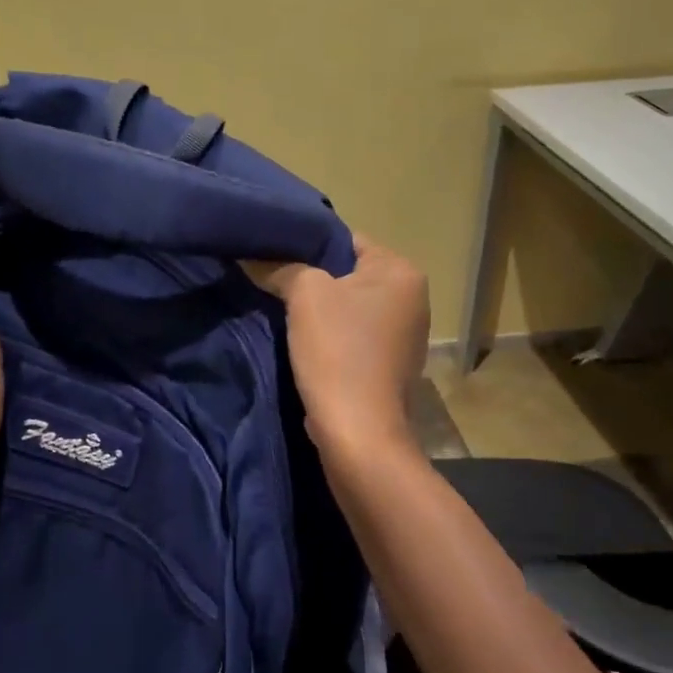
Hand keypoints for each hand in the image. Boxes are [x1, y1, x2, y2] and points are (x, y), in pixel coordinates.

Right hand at [244, 234, 429, 457]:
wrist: (358, 433)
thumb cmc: (337, 351)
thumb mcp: (304, 294)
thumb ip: (283, 267)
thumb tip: (258, 257)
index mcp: (402, 272)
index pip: (346, 240)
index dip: (306, 246)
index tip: (274, 258)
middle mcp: (413, 299)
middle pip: (348, 274)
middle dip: (312, 281)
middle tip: (274, 285)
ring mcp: (405, 336)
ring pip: (349, 308)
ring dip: (320, 312)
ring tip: (285, 315)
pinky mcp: (391, 366)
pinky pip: (354, 337)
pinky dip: (331, 338)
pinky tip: (305, 347)